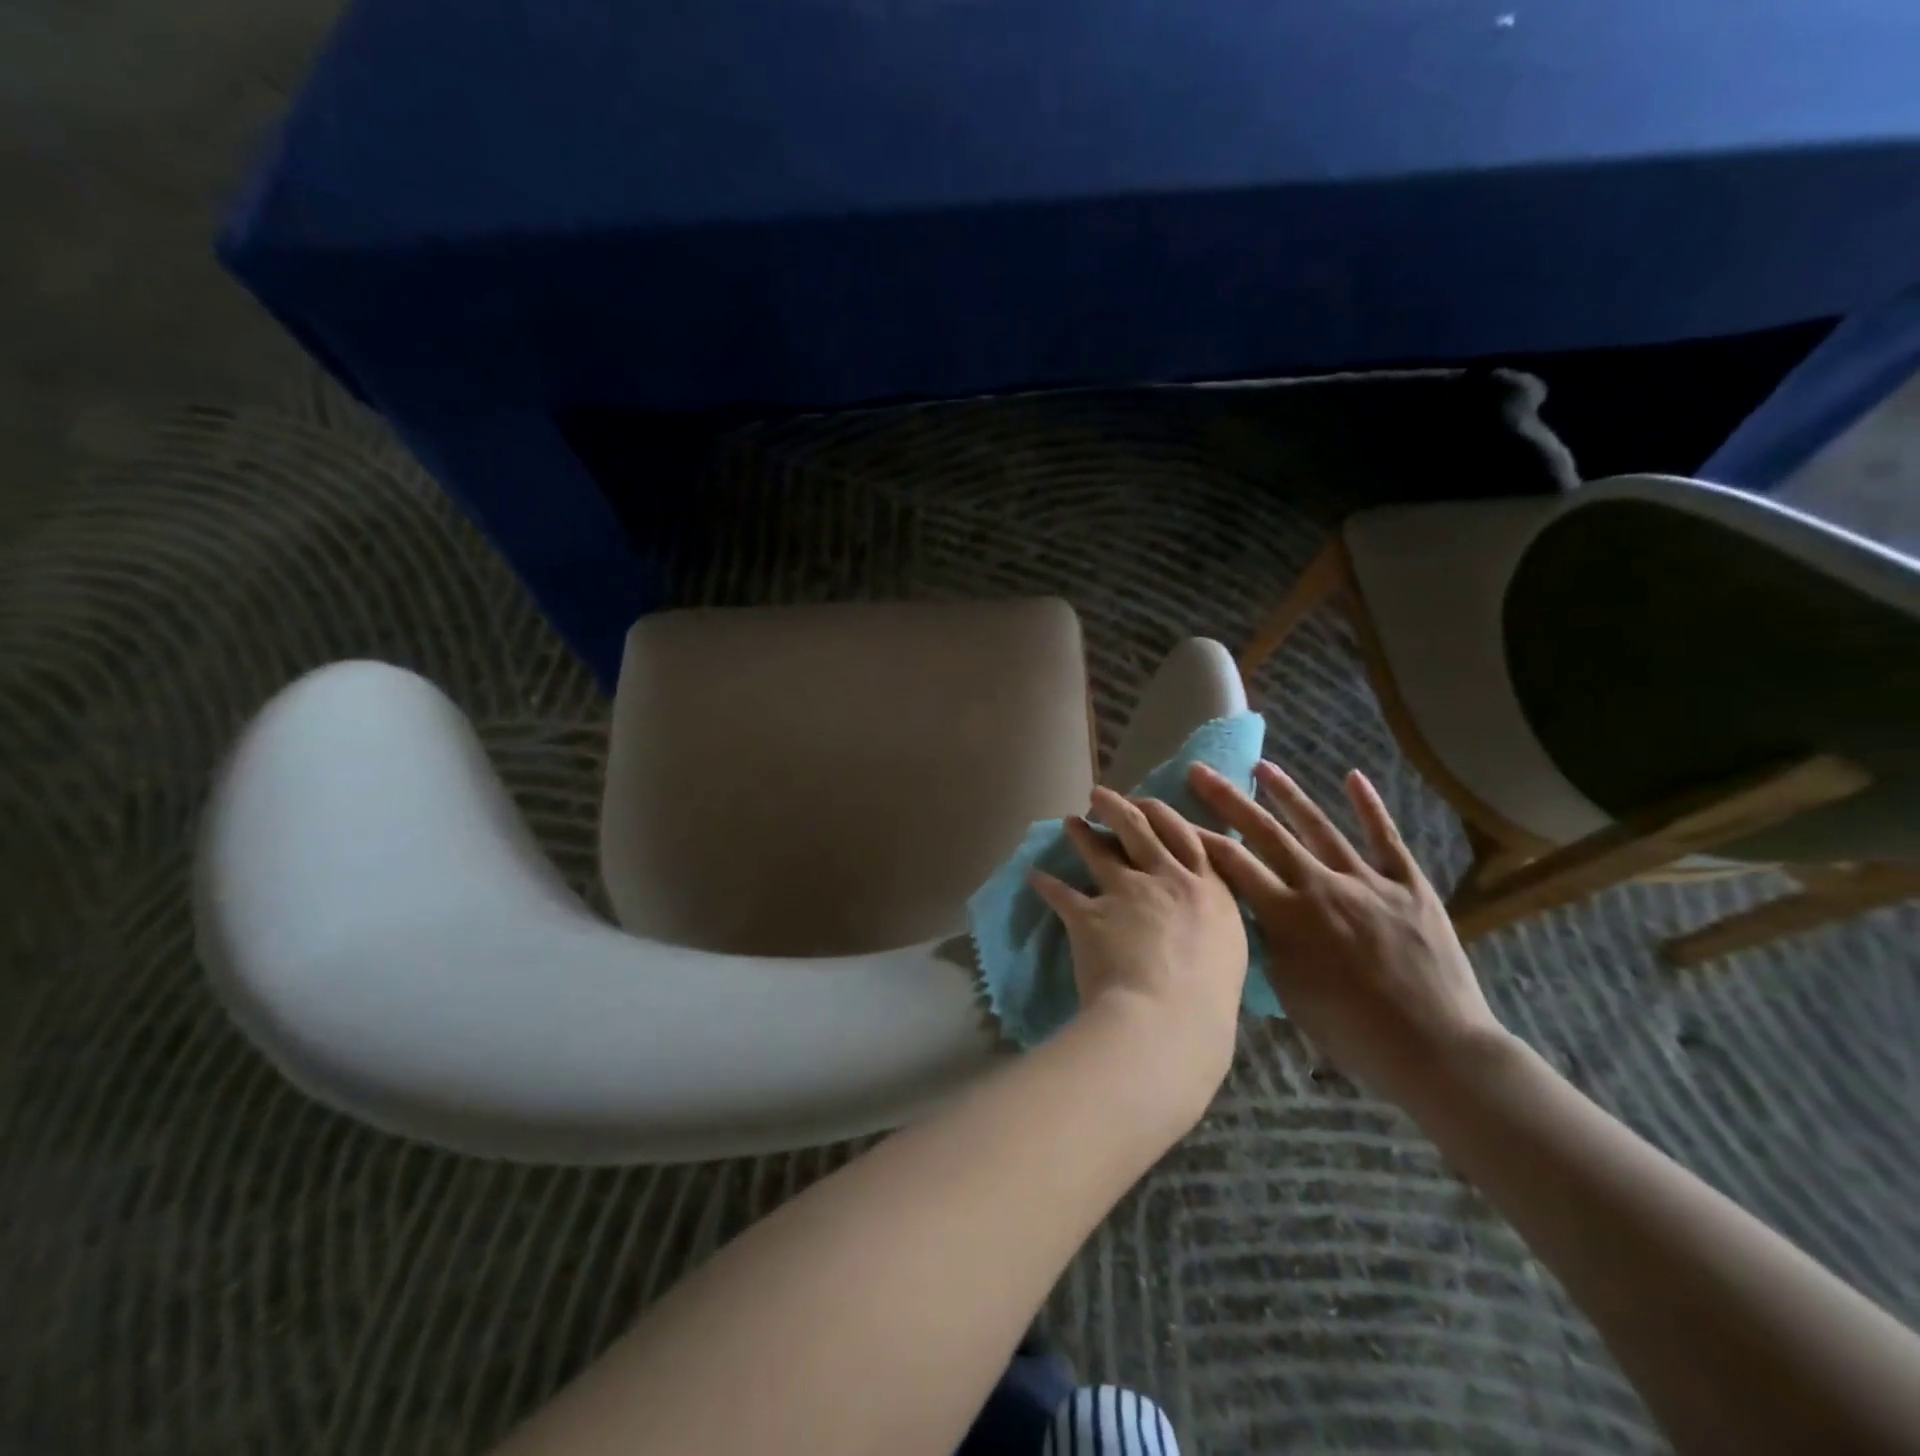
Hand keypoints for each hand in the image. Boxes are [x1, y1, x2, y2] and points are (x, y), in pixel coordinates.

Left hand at [1030, 787, 1249, 1115]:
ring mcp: (1126, 893)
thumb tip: (1203, 927)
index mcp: (1209, 891)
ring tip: (1069, 822)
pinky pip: (1061, 892)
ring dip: (1081, 833)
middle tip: (1099, 795)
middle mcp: (1167, 880)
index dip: (1164, 815)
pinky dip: (1045, 883)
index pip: (1186, 838)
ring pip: (1099, 850)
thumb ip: (1212, 928)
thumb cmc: (1209, 1003)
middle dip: (1118, 807)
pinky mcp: (1089, 913)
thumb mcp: (1228, 955)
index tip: (1148, 803)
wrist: (1166, 1021)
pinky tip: (1035, 876)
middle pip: (1140, 830)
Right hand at [1188, 760, 1508, 1108]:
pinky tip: (1354, 776)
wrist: (1437, 1049)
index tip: (1172, 815)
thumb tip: (1248, 911)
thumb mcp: (1288, 990)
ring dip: (1288, 794)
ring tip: (1263, 766)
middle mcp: (1321, 886)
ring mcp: (1367, 881)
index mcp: (1287, 916)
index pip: (1231, 863)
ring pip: (1319, 827)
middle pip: (1266, 833)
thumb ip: (1265, 942)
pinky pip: (1386, 839)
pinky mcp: (1409, 886)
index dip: (1197, 836)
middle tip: (1200, 771)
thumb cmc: (1352, 1032)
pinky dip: (1370, 807)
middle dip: (1229, 799)